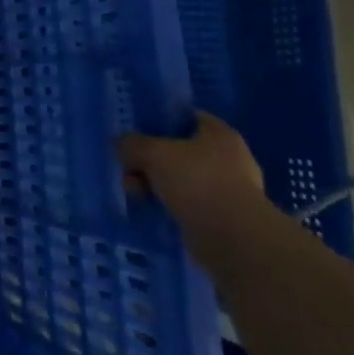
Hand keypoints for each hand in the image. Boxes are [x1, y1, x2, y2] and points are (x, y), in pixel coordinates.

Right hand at [119, 112, 271, 239]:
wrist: (233, 237)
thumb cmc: (196, 181)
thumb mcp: (153, 153)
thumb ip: (132, 143)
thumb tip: (121, 143)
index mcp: (220, 135)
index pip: (187, 117)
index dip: (160, 121)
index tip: (136, 131)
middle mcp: (229, 159)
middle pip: (179, 151)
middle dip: (150, 160)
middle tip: (129, 169)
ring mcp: (228, 189)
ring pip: (180, 179)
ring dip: (155, 184)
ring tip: (136, 194)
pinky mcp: (223, 217)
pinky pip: (187, 204)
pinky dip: (169, 206)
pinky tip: (151, 209)